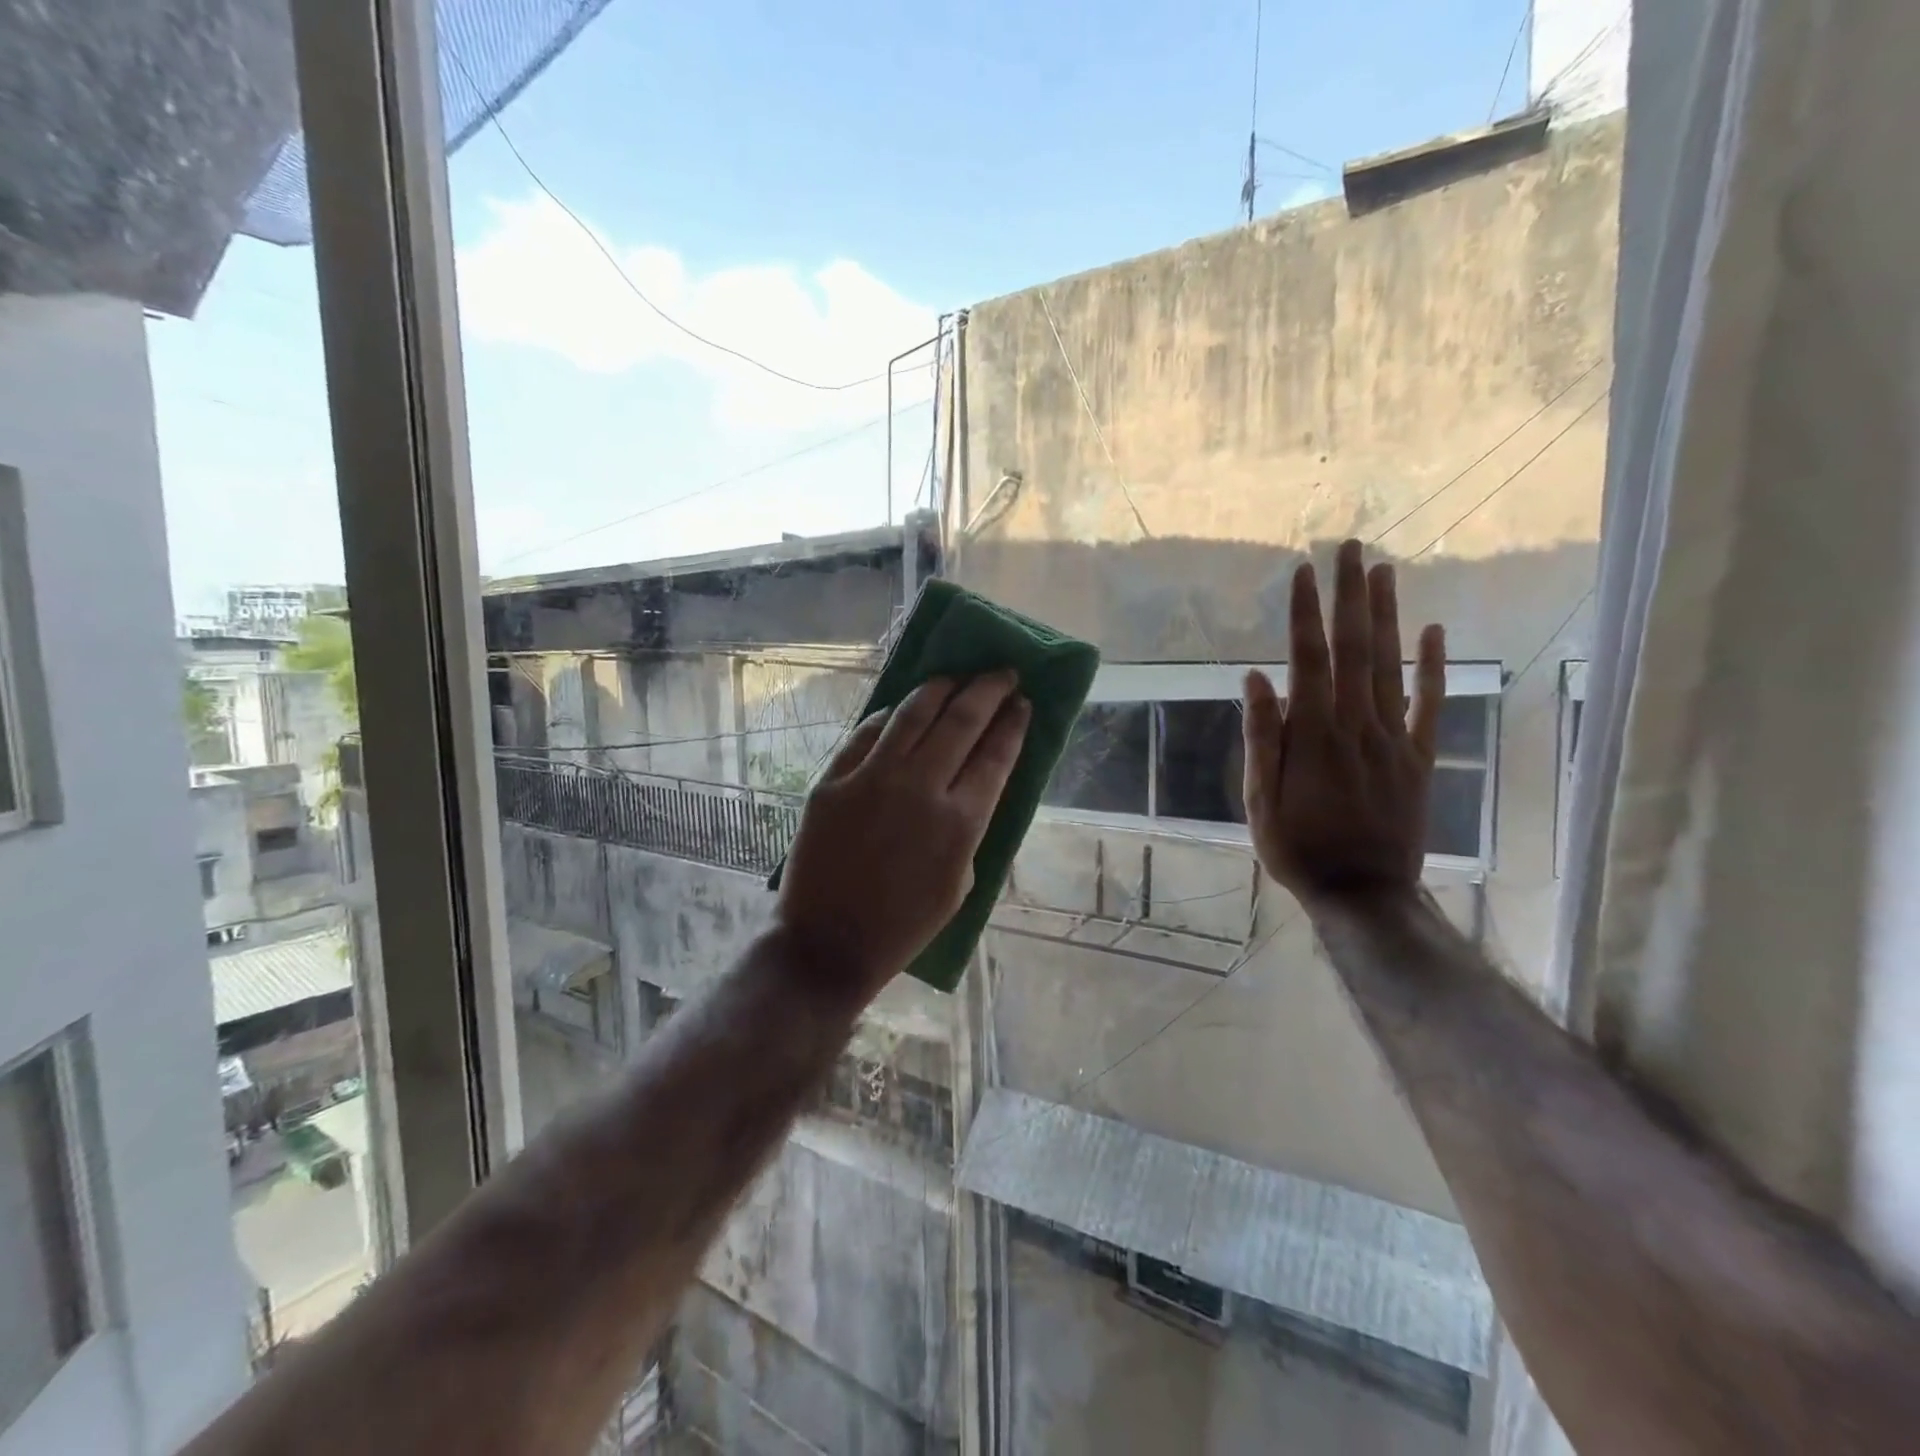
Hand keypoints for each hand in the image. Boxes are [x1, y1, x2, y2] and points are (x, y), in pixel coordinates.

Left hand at [776, 672, 1030, 1001]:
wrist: (827, 944)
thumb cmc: (904, 925)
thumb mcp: (961, 882)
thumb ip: (971, 826)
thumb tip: (976, 780)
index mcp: (961, 823)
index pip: (996, 755)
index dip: (1013, 724)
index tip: (1022, 703)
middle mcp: (920, 789)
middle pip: (962, 721)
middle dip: (988, 690)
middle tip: (1002, 673)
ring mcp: (871, 779)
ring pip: (913, 713)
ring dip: (941, 687)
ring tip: (956, 677)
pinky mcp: (832, 780)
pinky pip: (866, 733)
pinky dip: (890, 715)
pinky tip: (904, 707)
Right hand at [1243, 539, 1446, 904]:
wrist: (1364, 893)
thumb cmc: (1299, 848)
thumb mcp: (1261, 800)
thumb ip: (1262, 738)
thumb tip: (1256, 678)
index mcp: (1314, 735)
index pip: (1308, 660)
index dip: (1304, 614)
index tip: (1301, 572)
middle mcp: (1357, 725)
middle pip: (1355, 649)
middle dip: (1349, 596)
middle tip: (1349, 549)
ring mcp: (1394, 739)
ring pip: (1391, 666)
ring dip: (1387, 615)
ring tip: (1383, 571)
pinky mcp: (1419, 757)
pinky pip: (1429, 705)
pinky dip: (1433, 668)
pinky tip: (1434, 632)